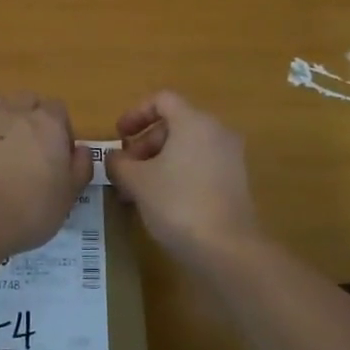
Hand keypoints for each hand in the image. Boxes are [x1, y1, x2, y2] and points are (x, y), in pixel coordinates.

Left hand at [0, 94, 91, 255]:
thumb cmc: (28, 210)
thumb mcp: (68, 197)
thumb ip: (80, 168)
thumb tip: (82, 149)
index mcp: (47, 124)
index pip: (58, 109)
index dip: (59, 129)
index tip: (56, 154)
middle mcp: (15, 111)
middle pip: (27, 100)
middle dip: (30, 117)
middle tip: (28, 150)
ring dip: (0, 117)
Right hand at [105, 91, 257, 262]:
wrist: (228, 249)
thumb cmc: (178, 203)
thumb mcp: (137, 181)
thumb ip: (119, 163)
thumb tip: (114, 158)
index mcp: (194, 121)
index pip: (162, 100)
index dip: (136, 114)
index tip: (119, 136)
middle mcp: (217, 131)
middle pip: (175, 124)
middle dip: (145, 143)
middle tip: (126, 169)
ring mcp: (230, 157)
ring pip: (187, 146)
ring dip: (159, 160)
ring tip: (139, 189)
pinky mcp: (236, 182)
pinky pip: (201, 164)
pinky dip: (179, 173)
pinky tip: (162, 201)